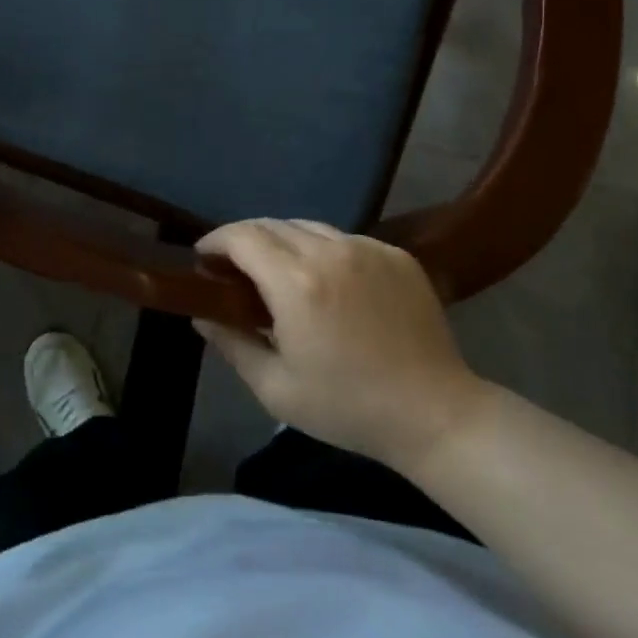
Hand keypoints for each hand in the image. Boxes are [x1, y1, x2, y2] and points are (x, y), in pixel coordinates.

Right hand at [193, 220, 489, 471]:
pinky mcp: (395, 254)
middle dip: (244, 240)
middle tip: (233, 269)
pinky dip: (322, 250)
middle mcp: (330, 252)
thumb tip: (202, 316)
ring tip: (277, 272)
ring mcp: (367, 248)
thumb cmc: (347, 407)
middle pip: (271, 224)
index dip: (215, 241)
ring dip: (282, 241)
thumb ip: (232, 344)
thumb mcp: (275, 388)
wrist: (434, 413)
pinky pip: (344, 238)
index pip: (242, 236)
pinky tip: (326, 281)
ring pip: (308, 226)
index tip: (203, 259)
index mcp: (296, 284)